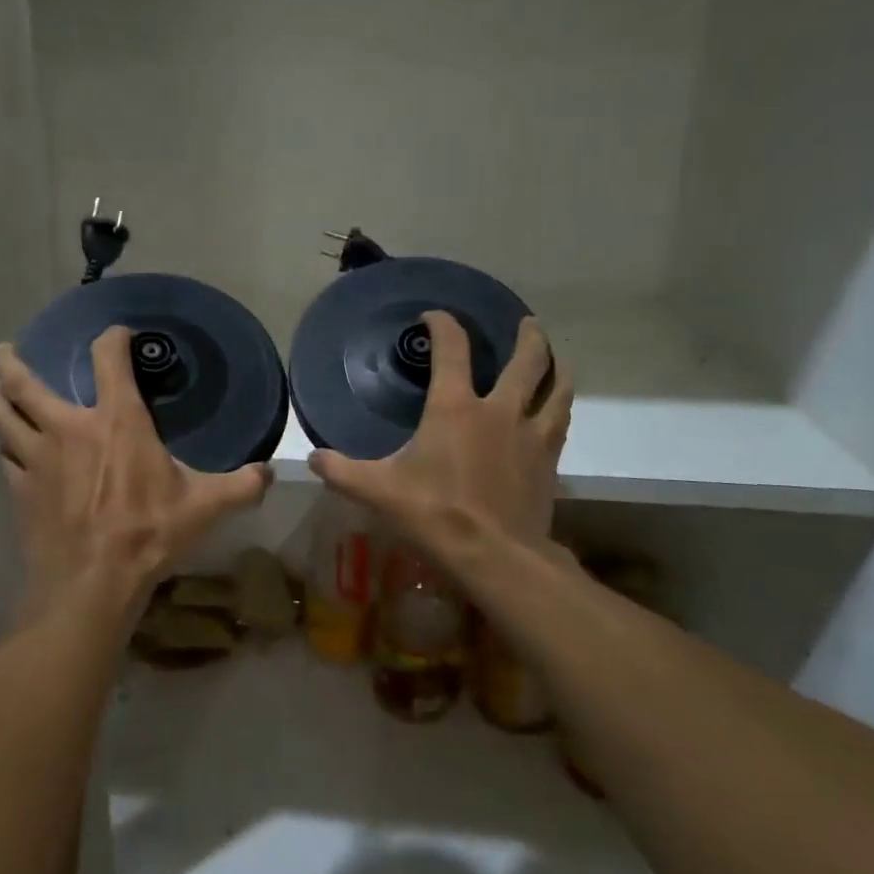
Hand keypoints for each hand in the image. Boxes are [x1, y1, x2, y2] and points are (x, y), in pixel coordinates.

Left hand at [0, 327, 272, 624]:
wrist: (93, 582)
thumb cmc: (149, 534)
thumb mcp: (206, 508)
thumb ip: (242, 486)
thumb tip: (270, 474)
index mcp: (117, 421)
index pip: (108, 359)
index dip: (111, 338)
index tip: (117, 333)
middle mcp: (69, 428)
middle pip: (27, 384)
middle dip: (13, 363)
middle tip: (6, 349)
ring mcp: (37, 459)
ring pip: (4, 418)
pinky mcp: (21, 490)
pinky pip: (6, 457)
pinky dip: (4, 446)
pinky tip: (6, 448)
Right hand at [310, 312, 572, 558]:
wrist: (494, 556)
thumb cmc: (433, 514)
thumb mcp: (377, 491)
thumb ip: (341, 470)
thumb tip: (313, 458)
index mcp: (455, 408)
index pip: (452, 349)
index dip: (443, 325)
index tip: (435, 317)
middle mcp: (499, 411)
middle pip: (525, 361)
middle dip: (527, 337)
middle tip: (526, 323)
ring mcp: (530, 436)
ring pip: (555, 389)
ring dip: (557, 368)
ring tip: (556, 359)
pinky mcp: (548, 463)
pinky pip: (559, 424)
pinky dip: (559, 409)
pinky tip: (556, 413)